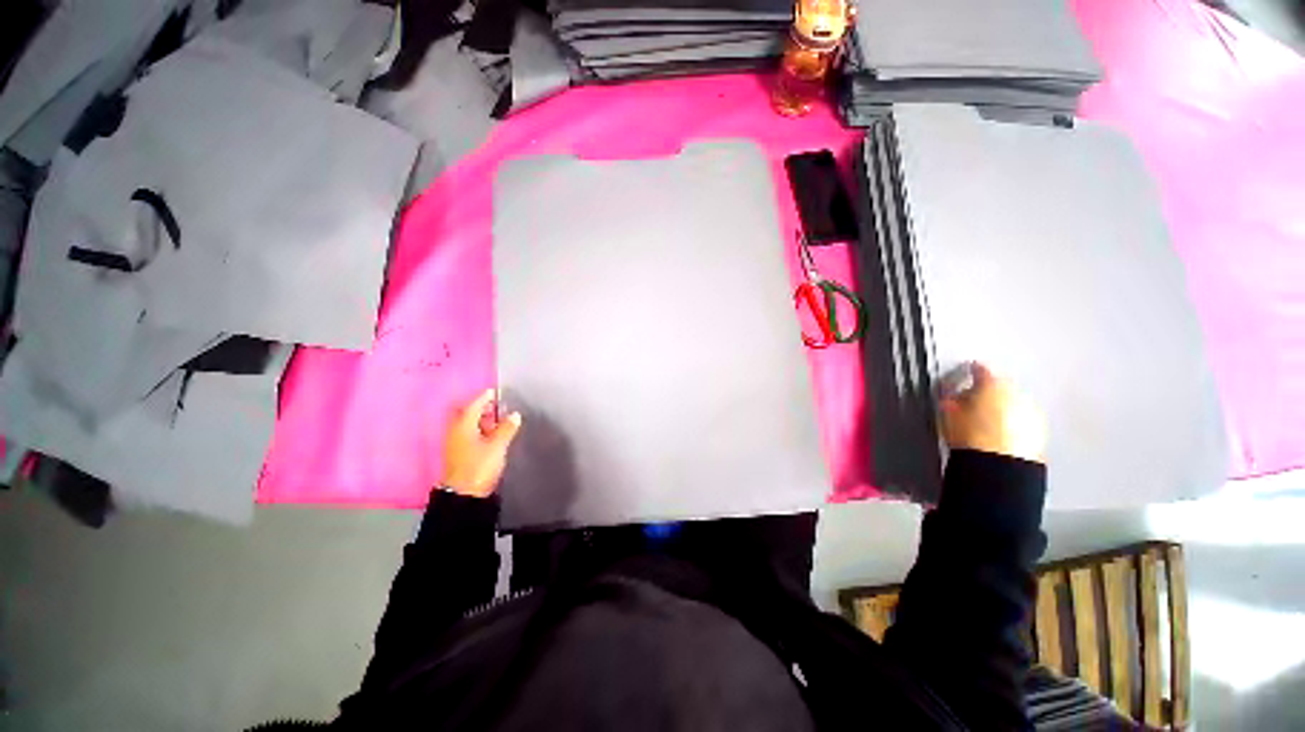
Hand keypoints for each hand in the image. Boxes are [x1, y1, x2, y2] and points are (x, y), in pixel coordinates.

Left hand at [441, 389, 522, 497]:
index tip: (494, 392)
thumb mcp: (497, 446)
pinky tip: (491, 434)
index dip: (484, 398)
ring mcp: (456, 443)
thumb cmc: (479, 466)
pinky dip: (479, 430)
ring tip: (497, 419)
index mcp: (463, 426)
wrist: (464, 495)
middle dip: (481, 408)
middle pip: (468, 414)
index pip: (473, 406)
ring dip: (481, 420)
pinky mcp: (459, 454)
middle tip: (497, 405)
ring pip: (468, 425)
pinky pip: (469, 434)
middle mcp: (456, 432)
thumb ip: (506, 428)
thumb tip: (514, 415)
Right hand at [939, 363, 1046, 462]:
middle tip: (972, 403)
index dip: (970, 371)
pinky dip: (1012, 423)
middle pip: (1000, 386)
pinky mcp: (1039, 431)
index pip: (980, 370)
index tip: (966, 372)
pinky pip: (1022, 420)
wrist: (999, 465)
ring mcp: (1031, 412)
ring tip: (985, 422)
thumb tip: (952, 394)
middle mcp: (1016, 393)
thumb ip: (951, 398)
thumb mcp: (947, 412)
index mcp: (992, 383)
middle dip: (988, 392)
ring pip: (1013, 403)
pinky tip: (999, 434)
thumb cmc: (970, 435)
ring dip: (1001, 408)